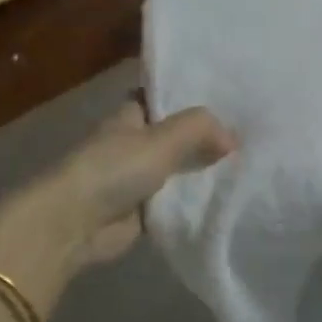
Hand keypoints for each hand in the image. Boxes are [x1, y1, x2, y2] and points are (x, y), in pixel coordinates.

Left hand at [0, 100, 233, 310]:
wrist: (71, 225)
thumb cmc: (112, 169)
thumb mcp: (163, 138)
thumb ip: (200, 129)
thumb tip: (233, 140)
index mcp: (130, 116)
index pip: (163, 98)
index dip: (191, 97)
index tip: (227, 98)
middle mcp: (132, 144)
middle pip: (177, 136)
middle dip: (205, 138)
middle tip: (250, 136)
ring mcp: (136, 179)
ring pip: (180, 170)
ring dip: (204, 172)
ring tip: (248, 166)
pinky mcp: (141, 212)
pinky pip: (177, 202)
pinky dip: (196, 202)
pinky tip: (228, 198)